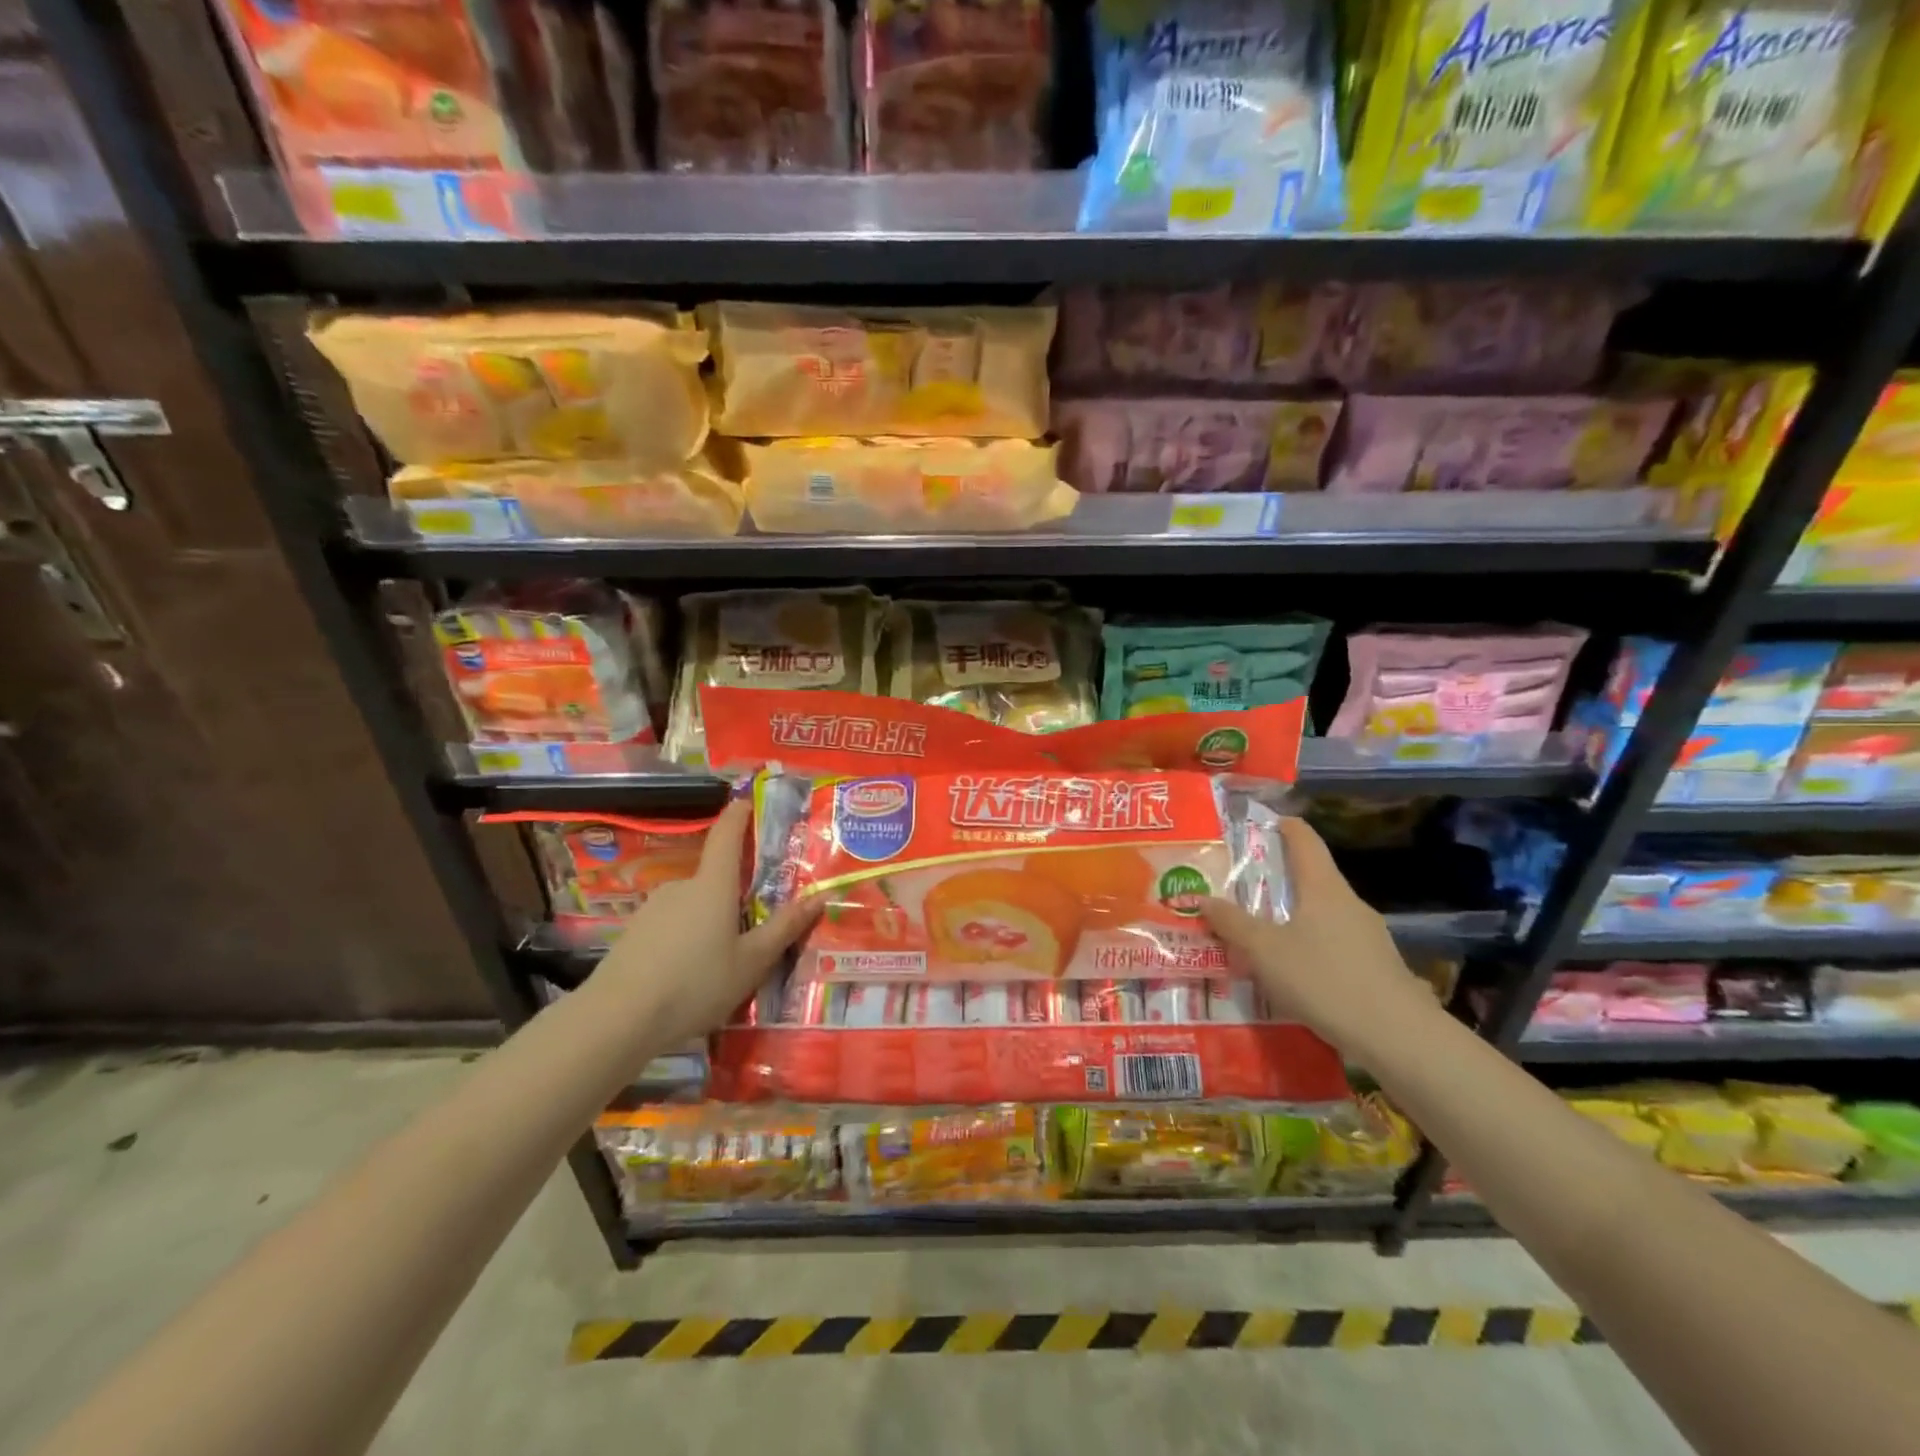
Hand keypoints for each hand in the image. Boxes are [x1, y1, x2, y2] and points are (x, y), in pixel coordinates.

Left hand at [593, 801, 817, 1050]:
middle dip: (733, 897)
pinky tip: (687, 978)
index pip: (727, 836)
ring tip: (720, 966)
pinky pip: (670, 928)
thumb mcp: (751, 962)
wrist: (617, 1018)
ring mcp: (653, 909)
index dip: (738, 816)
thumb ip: (785, 928)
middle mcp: (681, 887)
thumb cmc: (696, 983)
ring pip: (692, 907)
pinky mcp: (633, 934)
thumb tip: (821, 896)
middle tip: (751, 930)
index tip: (746, 802)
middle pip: (713, 880)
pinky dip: (684, 942)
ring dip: (707, 924)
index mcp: (713, 885)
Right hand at [1201, 816, 1437, 1055]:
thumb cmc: (1325, 979)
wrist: (1399, 1037)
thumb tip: (1200, 898)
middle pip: (1312, 877)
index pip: (1304, 839)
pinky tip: (1292, 973)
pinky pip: (1334, 945)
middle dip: (1277, 879)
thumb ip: (1231, 923)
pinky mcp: (1376, 968)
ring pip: (1322, 914)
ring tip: (1260, 934)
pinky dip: (1309, 947)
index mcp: (1324, 887)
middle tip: (1241, 886)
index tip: (1258, 823)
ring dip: (1292, 917)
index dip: (1282, 826)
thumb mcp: (1265, 951)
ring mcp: (1368, 936)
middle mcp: (1349, 903)